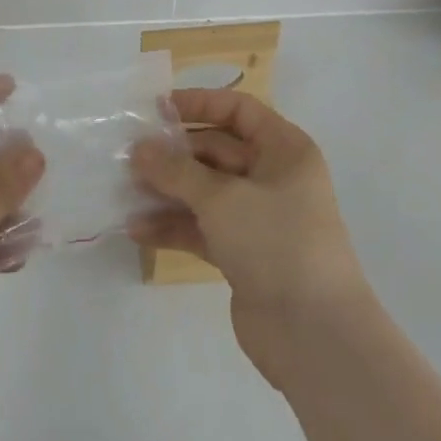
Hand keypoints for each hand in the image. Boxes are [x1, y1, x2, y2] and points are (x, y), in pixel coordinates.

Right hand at [130, 88, 371, 387]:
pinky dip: (173, 225)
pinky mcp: (244, 253)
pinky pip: (202, 227)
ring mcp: (258, 218)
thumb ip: (175, 170)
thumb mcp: (221, 198)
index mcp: (284, 150)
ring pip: (205, 191)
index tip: (156, 110)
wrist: (315, 336)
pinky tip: (137, 229)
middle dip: (173, 154)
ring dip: (167, 190)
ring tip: (124, 191)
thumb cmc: (276, 243)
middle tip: (129, 156)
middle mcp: (273, 177)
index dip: (198, 104)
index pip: (238, 110)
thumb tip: (138, 148)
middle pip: (216, 151)